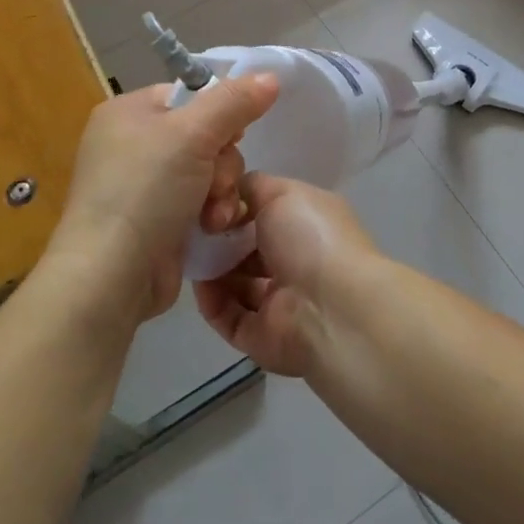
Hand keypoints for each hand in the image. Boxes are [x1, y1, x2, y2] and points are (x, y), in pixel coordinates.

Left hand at [45, 74, 278, 322]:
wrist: (111, 276)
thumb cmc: (146, 191)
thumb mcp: (194, 134)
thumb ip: (235, 101)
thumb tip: (271, 76)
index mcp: (128, 113)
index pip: (189, 95)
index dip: (220, 112)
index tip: (235, 133)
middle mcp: (132, 144)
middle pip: (205, 135)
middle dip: (222, 163)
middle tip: (216, 183)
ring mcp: (142, 186)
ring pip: (208, 171)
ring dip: (221, 192)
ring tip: (214, 216)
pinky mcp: (155, 221)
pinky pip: (199, 202)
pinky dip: (210, 214)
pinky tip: (211, 229)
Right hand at [193, 173, 376, 376]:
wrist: (331, 308)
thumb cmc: (311, 239)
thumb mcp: (284, 193)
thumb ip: (254, 187)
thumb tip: (232, 193)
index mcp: (307, 226)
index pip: (267, 214)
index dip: (239, 207)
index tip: (212, 203)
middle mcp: (295, 262)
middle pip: (248, 249)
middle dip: (221, 239)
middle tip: (195, 230)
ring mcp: (279, 302)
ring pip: (236, 284)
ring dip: (212, 269)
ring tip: (192, 254)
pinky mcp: (260, 336)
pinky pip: (227, 316)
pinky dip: (211, 300)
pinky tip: (199, 283)